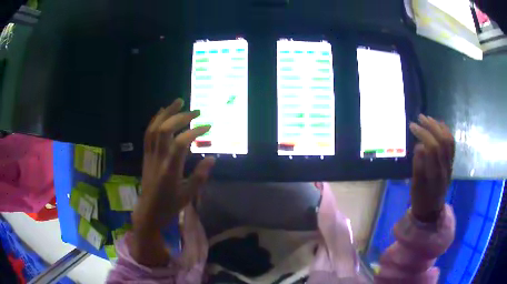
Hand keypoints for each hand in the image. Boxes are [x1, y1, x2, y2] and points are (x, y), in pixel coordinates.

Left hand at [130, 98, 214, 265]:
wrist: (148, 212)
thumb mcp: (188, 195)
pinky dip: (155, 120)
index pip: (181, 143)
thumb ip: (200, 176)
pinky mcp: (146, 156)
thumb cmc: (169, 206)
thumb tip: (212, 158)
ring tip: (178, 102)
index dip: (195, 132)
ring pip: (154, 129)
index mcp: (170, 170)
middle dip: (181, 117)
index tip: (208, 127)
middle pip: (165, 130)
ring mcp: (150, 156)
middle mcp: (158, 159)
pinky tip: (162, 113)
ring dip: (166, 113)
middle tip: (196, 111)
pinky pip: (148, 134)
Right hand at [409, 115, 454, 222]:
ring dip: (439, 126)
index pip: (433, 147)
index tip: (412, 126)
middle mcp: (445, 167)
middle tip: (419, 117)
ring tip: (428, 118)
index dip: (423, 134)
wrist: (432, 210)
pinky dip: (446, 132)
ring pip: (449, 140)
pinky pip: (451, 144)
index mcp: (436, 174)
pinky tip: (439, 125)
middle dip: (431, 126)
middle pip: (442, 141)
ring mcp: (450, 164)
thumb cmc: (421, 199)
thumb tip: (419, 146)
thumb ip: (418, 167)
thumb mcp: (416, 187)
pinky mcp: (450, 163)